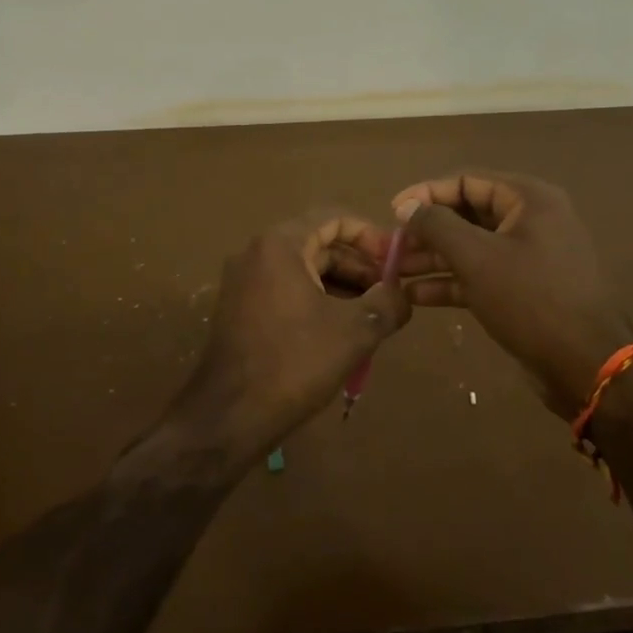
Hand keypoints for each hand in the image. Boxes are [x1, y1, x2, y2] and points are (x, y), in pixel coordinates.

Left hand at [175, 210, 410, 461]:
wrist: (229, 415)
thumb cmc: (294, 362)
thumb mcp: (354, 331)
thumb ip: (387, 303)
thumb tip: (402, 294)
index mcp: (281, 244)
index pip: (333, 218)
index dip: (370, 235)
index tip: (396, 260)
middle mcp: (257, 253)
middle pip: (318, 243)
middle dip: (358, 264)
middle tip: (389, 292)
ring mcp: (244, 281)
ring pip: (303, 269)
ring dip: (341, 285)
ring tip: (373, 314)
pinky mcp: (240, 308)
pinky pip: (286, 289)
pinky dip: (317, 299)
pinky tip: (341, 329)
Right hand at [393, 172, 632, 420]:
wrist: (587, 365)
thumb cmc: (531, 300)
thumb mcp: (477, 258)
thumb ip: (437, 225)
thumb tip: (406, 205)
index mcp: (529, 199)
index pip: (467, 181)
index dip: (426, 193)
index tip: (392, 211)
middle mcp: (531, 220)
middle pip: (467, 214)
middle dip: (426, 231)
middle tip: (389, 247)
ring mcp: (529, 256)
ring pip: (472, 247)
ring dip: (433, 258)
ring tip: (392, 271)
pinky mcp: (525, 289)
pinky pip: (482, 274)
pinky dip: (451, 282)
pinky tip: (416, 296)